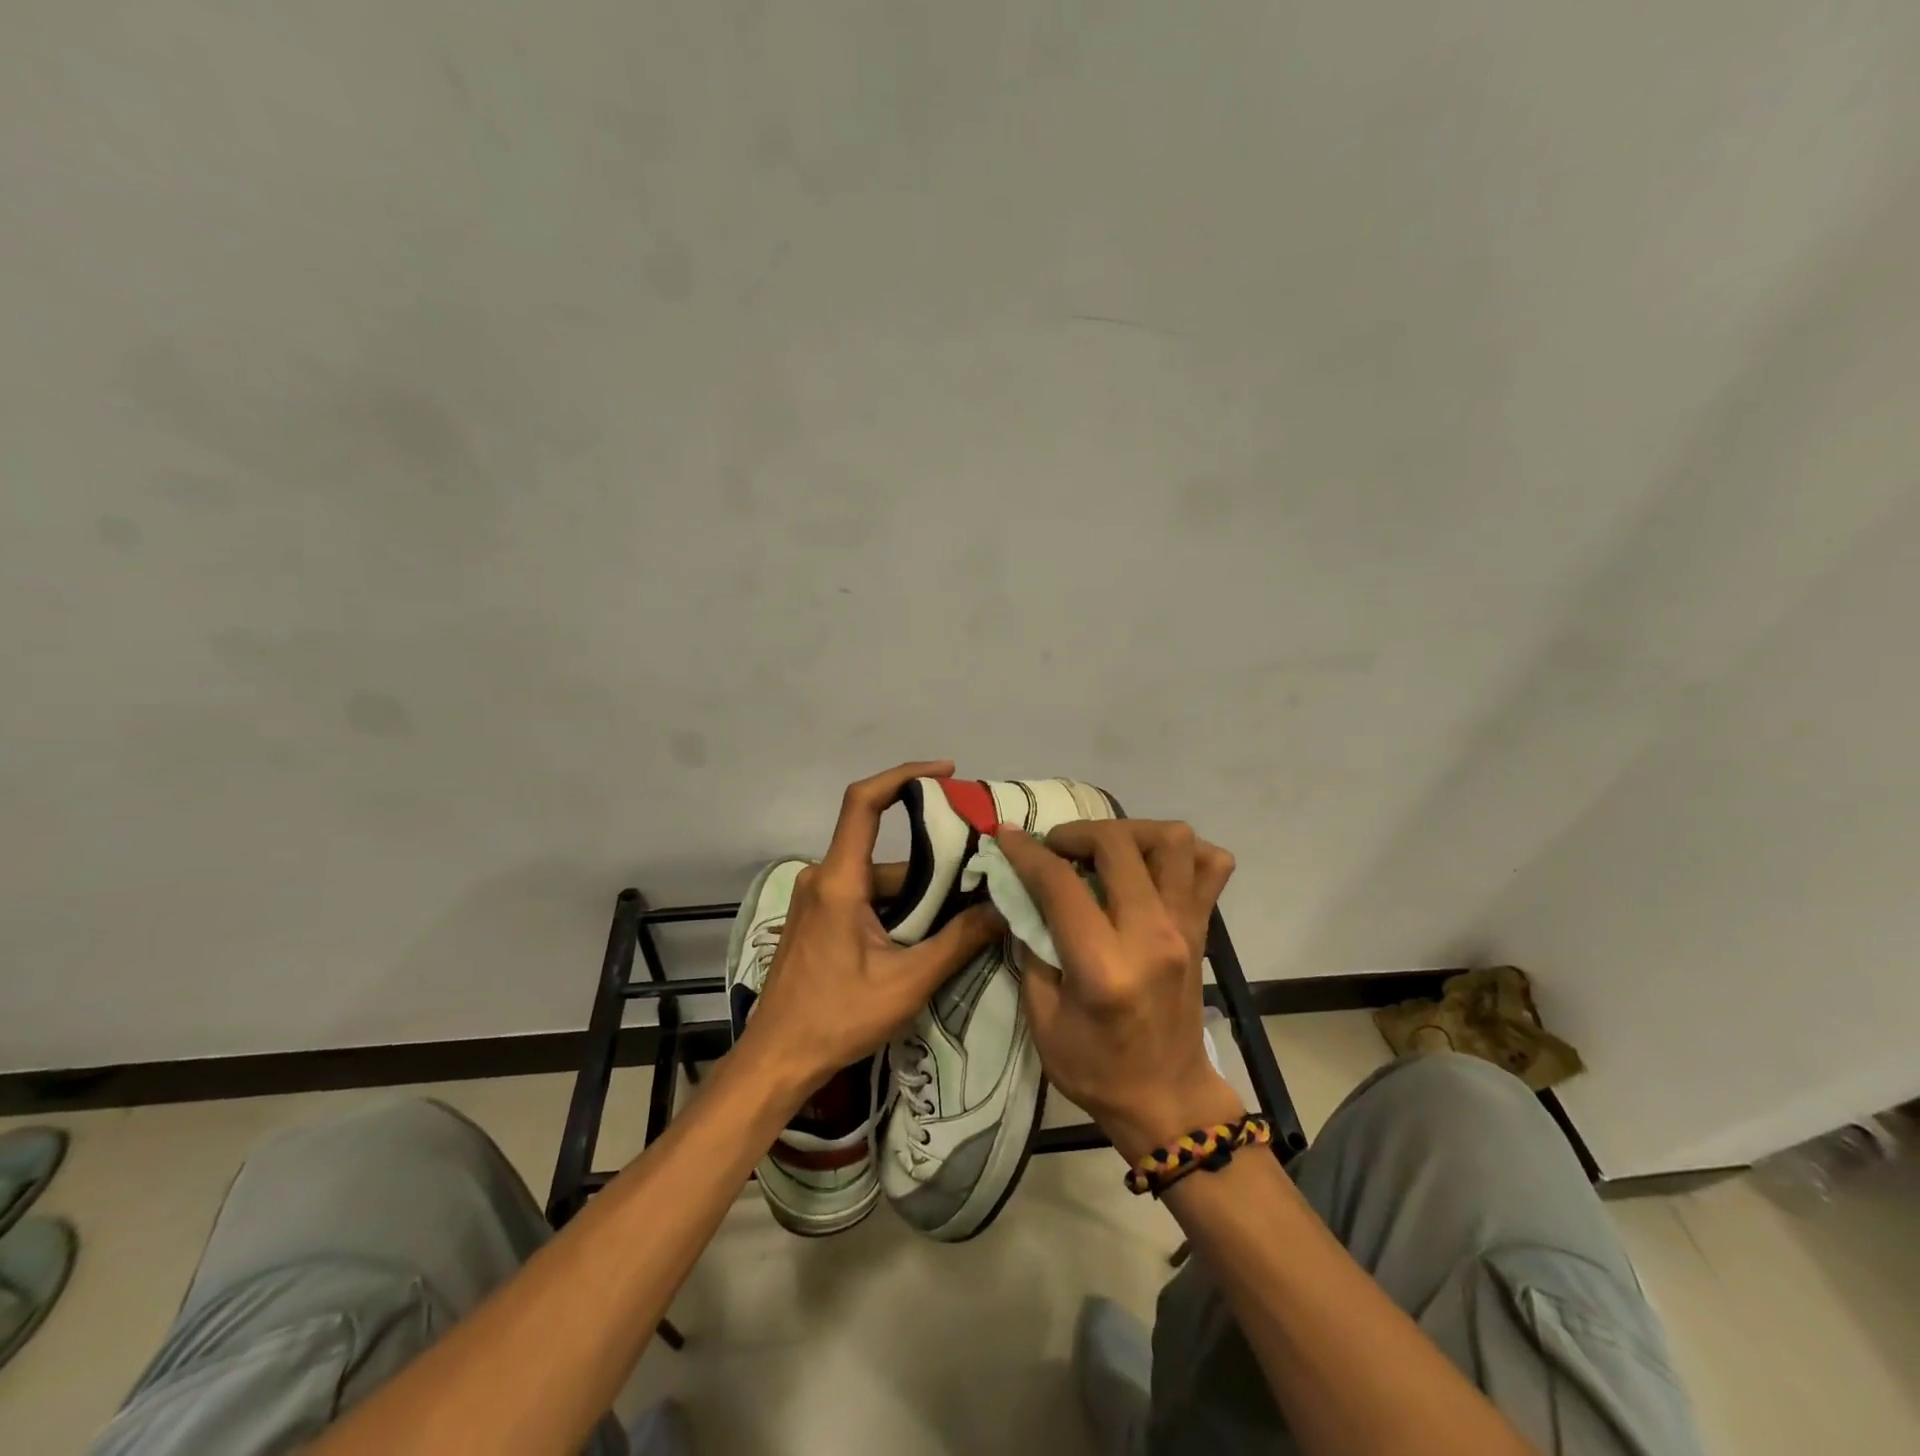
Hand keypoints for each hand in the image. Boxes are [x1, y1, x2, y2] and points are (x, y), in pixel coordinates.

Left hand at [740, 761, 1003, 1095]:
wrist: (777, 1058)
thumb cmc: (837, 1018)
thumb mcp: (907, 983)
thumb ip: (958, 941)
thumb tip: (1003, 908)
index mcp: (839, 881)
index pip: (864, 803)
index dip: (903, 775)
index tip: (946, 773)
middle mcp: (823, 877)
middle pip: (886, 853)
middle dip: (933, 864)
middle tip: (980, 878)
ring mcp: (817, 898)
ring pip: (879, 879)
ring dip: (918, 895)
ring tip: (963, 917)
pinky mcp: (817, 918)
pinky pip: (865, 896)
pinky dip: (898, 908)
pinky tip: (926, 936)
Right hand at [996, 820, 1242, 1161]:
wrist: (1167, 1100)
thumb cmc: (1095, 1068)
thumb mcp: (1042, 1018)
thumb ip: (1031, 948)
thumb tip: (1023, 894)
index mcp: (1103, 966)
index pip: (1061, 883)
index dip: (1026, 852)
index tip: (1006, 837)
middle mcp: (1151, 935)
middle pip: (1117, 845)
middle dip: (1076, 833)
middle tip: (1055, 849)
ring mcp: (1185, 927)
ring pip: (1172, 840)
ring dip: (1130, 831)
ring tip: (1104, 850)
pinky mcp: (1203, 929)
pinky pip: (1211, 866)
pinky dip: (1184, 852)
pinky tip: (1151, 865)